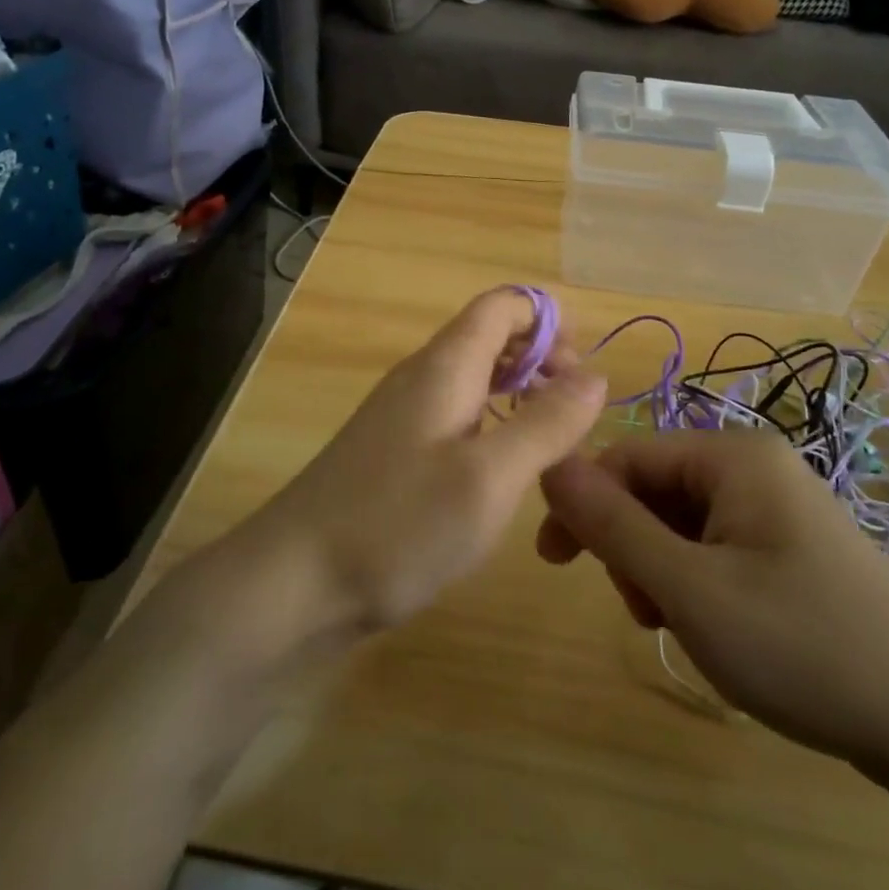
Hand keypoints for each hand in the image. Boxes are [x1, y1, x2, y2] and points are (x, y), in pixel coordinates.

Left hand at [245, 289, 607, 634]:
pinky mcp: (394, 455)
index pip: (502, 306)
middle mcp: (422, 378)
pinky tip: (503, 477)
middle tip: (576, 419)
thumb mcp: (489, 477)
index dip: (548, 324)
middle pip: (490, 339)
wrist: (293, 583)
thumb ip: (546, 423)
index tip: (582, 376)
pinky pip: (455, 420)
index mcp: (445, 366)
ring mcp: (403, 417)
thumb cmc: (398, 524)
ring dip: (519, 399)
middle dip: (541, 363)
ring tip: (553, 450)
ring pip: (474, 383)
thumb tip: (595, 374)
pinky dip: (492, 430)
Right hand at [536, 431, 888, 776]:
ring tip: (679, 626)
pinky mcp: (791, 545)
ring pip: (682, 521)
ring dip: (660, 569)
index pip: (628, 454)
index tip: (553, 560)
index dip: (583, 500)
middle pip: (655, 487)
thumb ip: (612, 524)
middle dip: (631, 545)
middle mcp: (756, 466)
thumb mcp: (689, 589)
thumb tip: (551, 466)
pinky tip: (712, 626)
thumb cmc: (800, 646)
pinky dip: (695, 581)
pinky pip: (716, 544)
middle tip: (642, 609)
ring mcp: (779, 506)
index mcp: (734, 456)